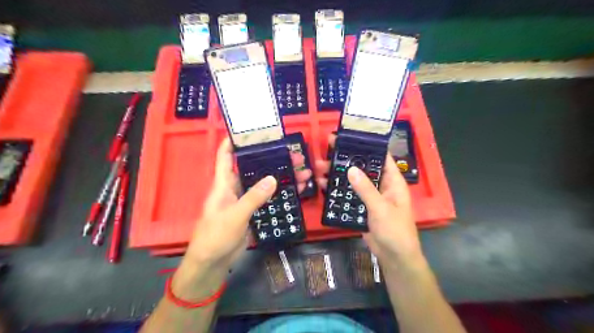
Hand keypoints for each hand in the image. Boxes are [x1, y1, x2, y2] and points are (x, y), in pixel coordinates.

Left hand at [185, 137, 312, 270]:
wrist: (213, 262)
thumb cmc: (215, 236)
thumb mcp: (235, 215)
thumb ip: (253, 197)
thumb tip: (273, 179)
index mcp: (223, 184)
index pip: (225, 157)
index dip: (232, 142)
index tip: (247, 131)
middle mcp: (234, 188)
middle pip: (253, 168)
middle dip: (270, 160)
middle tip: (292, 154)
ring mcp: (244, 201)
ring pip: (263, 184)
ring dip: (280, 177)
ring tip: (301, 171)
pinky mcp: (252, 212)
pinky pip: (267, 199)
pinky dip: (280, 194)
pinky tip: (294, 190)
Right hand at [315, 134, 422, 266]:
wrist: (393, 257)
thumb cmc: (395, 230)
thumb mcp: (380, 208)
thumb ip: (365, 188)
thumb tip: (351, 168)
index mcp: (392, 181)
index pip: (381, 156)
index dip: (367, 145)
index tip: (349, 136)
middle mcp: (381, 184)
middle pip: (363, 166)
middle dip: (346, 158)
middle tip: (327, 148)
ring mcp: (370, 196)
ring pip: (353, 180)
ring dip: (338, 174)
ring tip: (319, 167)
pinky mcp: (361, 206)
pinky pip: (348, 194)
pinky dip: (337, 189)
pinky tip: (324, 185)